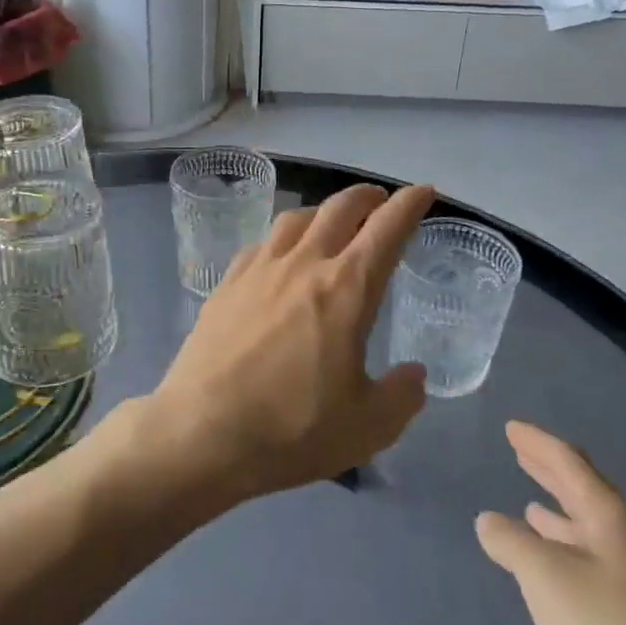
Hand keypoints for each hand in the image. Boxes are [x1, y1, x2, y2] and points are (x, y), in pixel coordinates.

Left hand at [148, 182, 434, 501]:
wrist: (201, 432)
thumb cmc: (292, 429)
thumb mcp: (368, 427)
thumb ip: (401, 396)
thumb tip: (413, 374)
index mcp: (345, 289)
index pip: (386, 229)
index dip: (410, 205)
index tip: (424, 192)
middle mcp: (302, 265)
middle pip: (339, 209)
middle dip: (366, 197)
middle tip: (380, 201)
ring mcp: (258, 271)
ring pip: (295, 218)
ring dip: (322, 211)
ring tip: (331, 222)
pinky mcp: (225, 285)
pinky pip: (261, 244)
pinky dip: (282, 239)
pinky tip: (279, 257)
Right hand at [476, 422, 625, 624]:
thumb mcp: (545, 577)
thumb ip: (512, 543)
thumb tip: (490, 521)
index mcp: (611, 519)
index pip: (570, 464)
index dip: (538, 443)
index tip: (512, 428)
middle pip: (586, 494)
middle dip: (551, 472)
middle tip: (522, 453)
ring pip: (593, 533)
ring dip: (560, 517)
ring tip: (532, 509)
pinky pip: (597, 567)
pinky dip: (570, 554)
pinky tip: (558, 574)